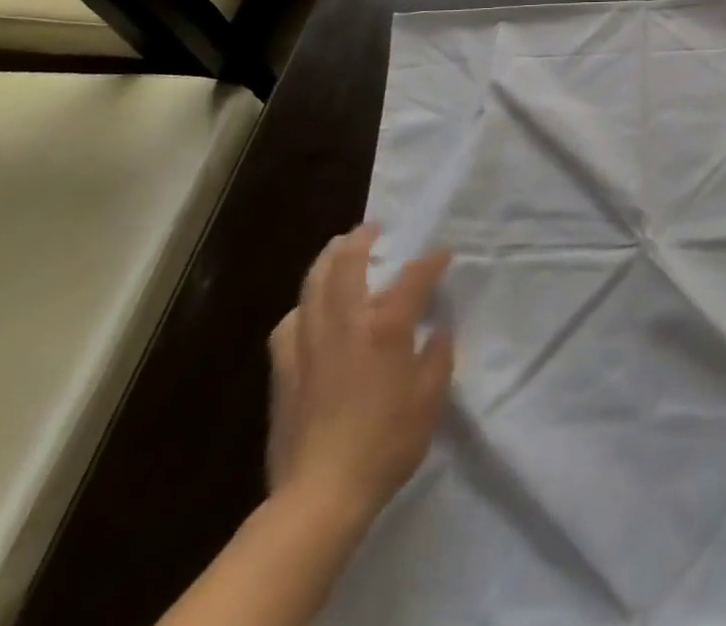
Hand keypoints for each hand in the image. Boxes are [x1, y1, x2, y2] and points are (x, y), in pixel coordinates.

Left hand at [266, 226, 454, 531]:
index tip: (442, 253)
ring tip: (338, 251)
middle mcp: (346, 322)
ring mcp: (309, 342)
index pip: (414, 276)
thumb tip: (437, 332)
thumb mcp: (430, 400)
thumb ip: (438, 357)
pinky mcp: (283, 368)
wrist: (320, 495)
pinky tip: (307, 313)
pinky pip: (290, 323)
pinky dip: (303, 307)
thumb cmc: (386, 443)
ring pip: (313, 283)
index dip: (431, 260)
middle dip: (362, 239)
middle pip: (348, 262)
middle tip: (373, 229)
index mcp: (387, 326)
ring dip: (328, 260)